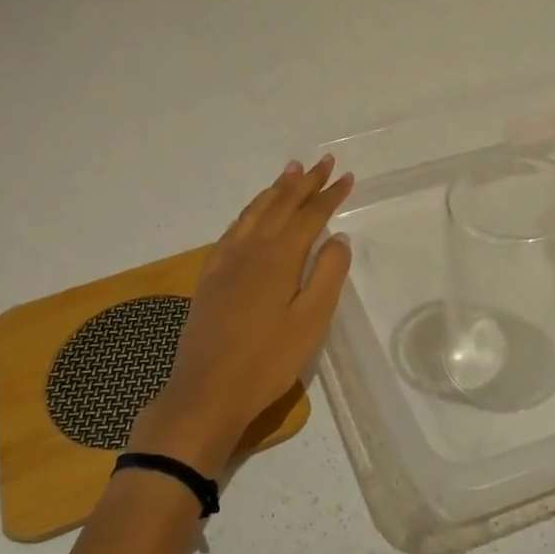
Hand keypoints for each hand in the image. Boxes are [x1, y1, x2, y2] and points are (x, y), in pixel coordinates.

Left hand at [127, 156, 354, 479]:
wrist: (207, 391)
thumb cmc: (268, 360)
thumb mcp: (311, 321)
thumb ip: (328, 274)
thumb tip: (337, 238)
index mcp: (279, 257)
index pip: (310, 215)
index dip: (330, 195)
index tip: (346, 176)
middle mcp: (251, 248)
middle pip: (281, 204)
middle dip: (304, 182)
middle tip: (323, 162)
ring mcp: (226, 260)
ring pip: (254, 212)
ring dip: (275, 189)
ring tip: (290, 171)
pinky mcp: (210, 275)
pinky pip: (233, 229)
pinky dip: (250, 211)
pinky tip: (253, 214)